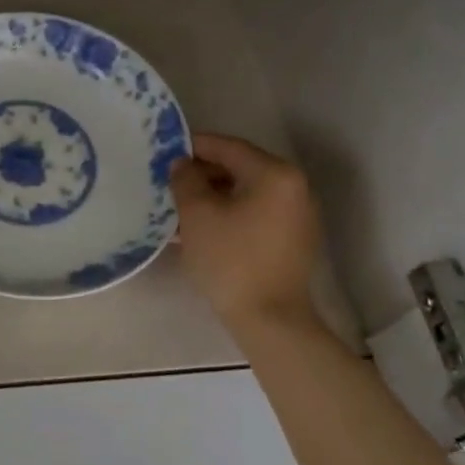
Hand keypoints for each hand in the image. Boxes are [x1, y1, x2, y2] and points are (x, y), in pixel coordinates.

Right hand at [170, 133, 322, 327]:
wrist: (270, 319)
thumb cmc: (231, 259)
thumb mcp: (197, 213)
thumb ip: (185, 179)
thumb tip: (182, 164)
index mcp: (275, 174)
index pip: (229, 147)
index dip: (195, 145)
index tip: (166, 150)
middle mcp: (294, 187)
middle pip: (240, 168)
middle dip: (203, 173)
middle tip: (170, 181)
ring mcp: (298, 215)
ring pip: (246, 192)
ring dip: (214, 195)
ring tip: (180, 207)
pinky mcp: (294, 239)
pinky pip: (256, 212)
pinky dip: (230, 212)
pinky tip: (202, 227)